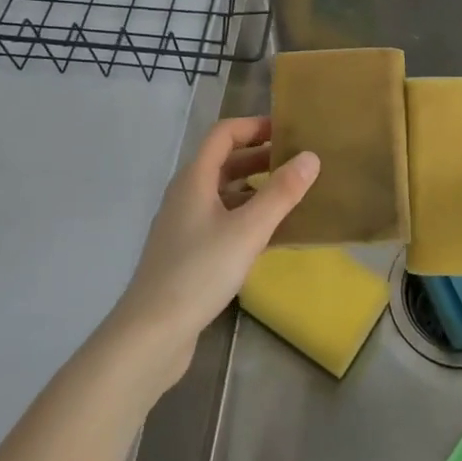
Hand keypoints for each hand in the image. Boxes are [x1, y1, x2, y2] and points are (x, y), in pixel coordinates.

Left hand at [108, 117, 318, 384]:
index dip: (254, 126)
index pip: (223, 134)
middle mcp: (186, 195)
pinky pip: (222, 220)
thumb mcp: (248, 230)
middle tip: (298, 161)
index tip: (288, 130)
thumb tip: (311, 157)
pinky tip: (271, 234)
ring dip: (255, 187)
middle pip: (224, 162)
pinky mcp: (188, 253)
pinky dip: (246, 216)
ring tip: (291, 195)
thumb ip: (281, 193)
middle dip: (260, 156)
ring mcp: (184, 226)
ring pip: (223, 193)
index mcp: (194, 179)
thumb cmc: (199, 272)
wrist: (151, 334)